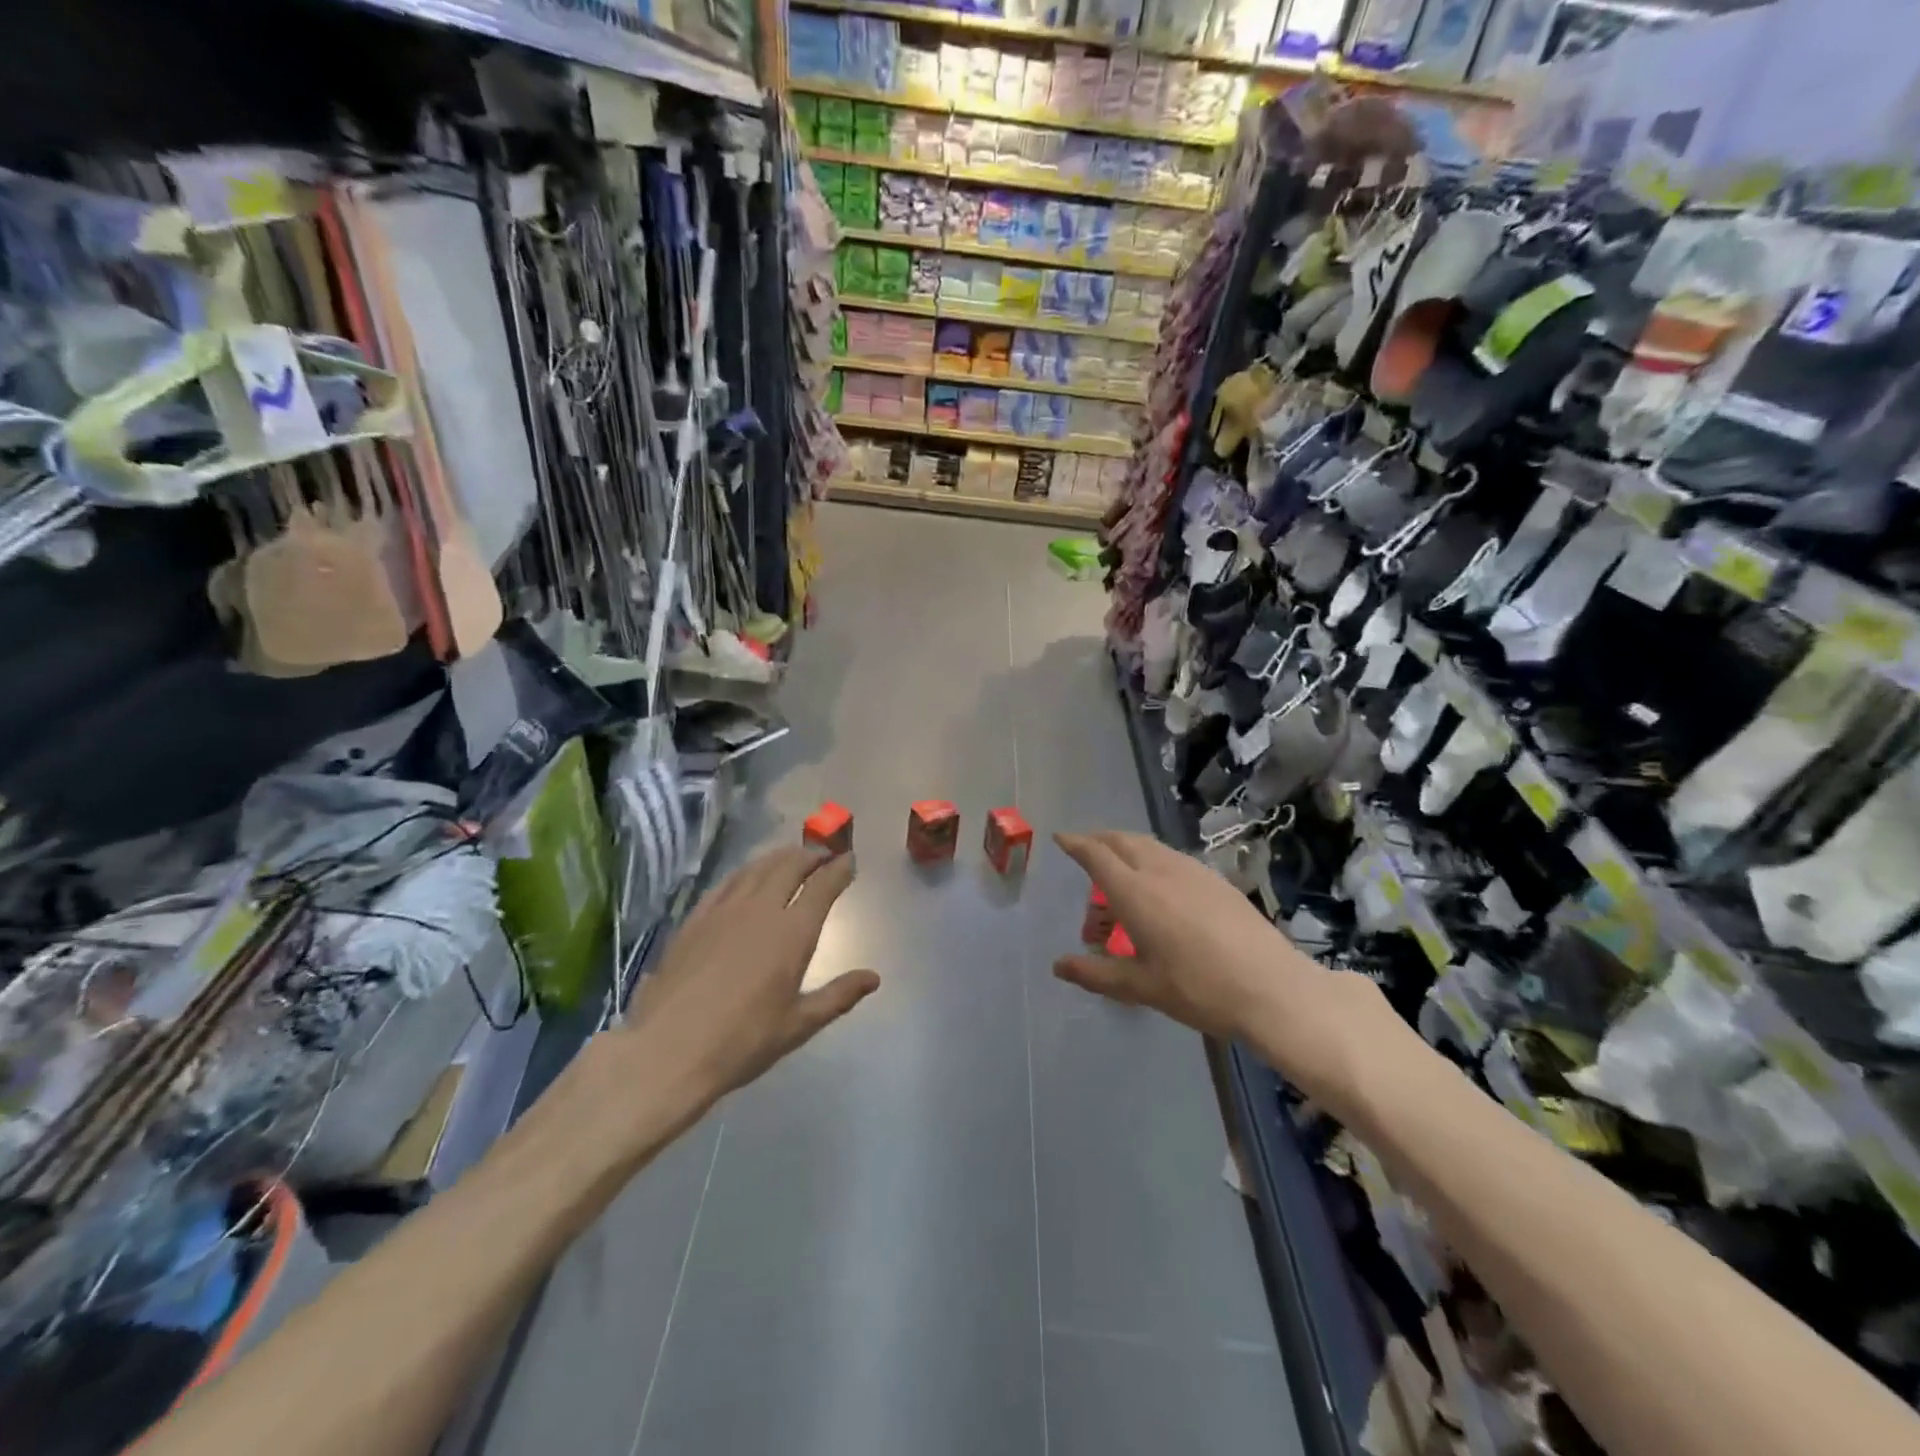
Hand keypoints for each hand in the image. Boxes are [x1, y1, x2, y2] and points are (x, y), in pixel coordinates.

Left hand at [620, 845, 879, 1103]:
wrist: (667, 1050)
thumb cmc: (742, 1042)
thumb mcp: (798, 1025)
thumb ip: (838, 996)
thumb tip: (873, 978)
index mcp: (792, 933)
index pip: (822, 886)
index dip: (838, 869)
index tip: (849, 860)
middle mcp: (760, 910)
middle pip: (789, 866)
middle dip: (810, 855)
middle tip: (823, 853)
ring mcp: (724, 911)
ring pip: (757, 868)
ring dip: (779, 857)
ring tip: (791, 855)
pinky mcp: (695, 919)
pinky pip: (726, 883)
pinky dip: (745, 871)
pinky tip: (747, 876)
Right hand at [1053, 830, 1398, 1114]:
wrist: (1273, 988)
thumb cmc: (1199, 989)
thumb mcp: (1141, 986)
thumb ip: (1096, 973)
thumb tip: (1059, 965)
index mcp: (1135, 892)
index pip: (1096, 855)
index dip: (1076, 844)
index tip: (1061, 838)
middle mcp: (1160, 870)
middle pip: (1122, 840)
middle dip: (1099, 840)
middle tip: (1085, 850)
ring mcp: (1192, 871)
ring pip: (1150, 845)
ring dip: (1127, 848)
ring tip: (1119, 870)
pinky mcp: (1216, 880)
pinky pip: (1171, 857)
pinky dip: (1152, 859)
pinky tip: (1159, 885)